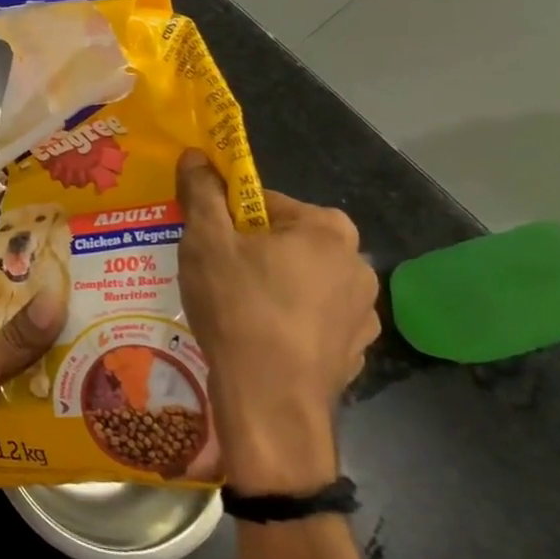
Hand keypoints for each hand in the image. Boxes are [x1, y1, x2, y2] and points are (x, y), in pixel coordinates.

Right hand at [177, 152, 379, 494]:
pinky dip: (288, 319)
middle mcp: (357, 263)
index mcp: (327, 228)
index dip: (226, 217)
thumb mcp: (206, 241)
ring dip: (271, 284)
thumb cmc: (239, 309)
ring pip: (301, 279)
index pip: (263, 202)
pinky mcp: (356, 349)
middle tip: (215, 274)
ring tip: (235, 310)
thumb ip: (202, 192)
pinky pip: (313, 317)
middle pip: (285, 239)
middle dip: (251, 250)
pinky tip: (260, 338)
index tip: (205, 241)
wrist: (270, 404)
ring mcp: (363, 311)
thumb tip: (196, 154)